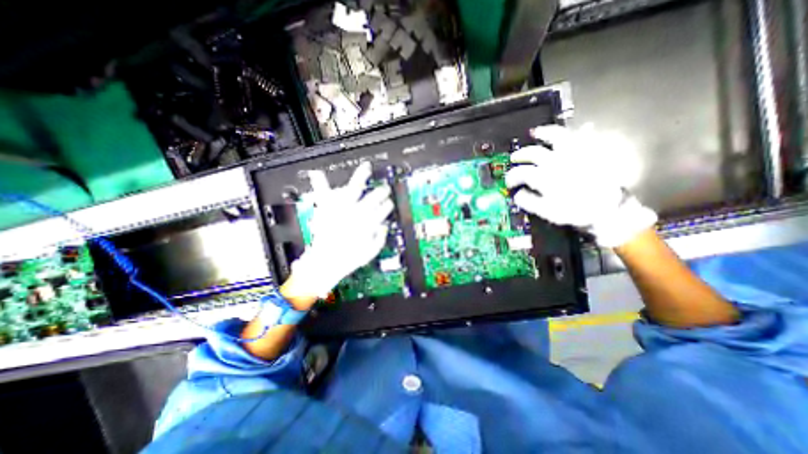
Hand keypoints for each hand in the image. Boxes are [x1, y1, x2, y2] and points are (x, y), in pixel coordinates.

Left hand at [283, 162, 394, 301]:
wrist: (327, 262)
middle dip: (381, 192)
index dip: (387, 204)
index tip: (389, 203)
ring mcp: (341, 207)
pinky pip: (323, 193)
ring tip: (366, 168)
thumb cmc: (349, 259)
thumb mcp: (371, 251)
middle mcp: (356, 211)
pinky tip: (317, 172)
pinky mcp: (327, 208)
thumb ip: (380, 237)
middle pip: (373, 196)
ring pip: (354, 187)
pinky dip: (320, 182)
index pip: (383, 208)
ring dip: (362, 177)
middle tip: (383, 189)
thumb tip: (384, 226)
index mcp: (368, 221)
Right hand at [504, 124, 655, 247]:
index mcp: (544, 176)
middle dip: (520, 155)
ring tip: (536, 132)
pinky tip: (583, 128)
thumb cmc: (574, 211)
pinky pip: (587, 137)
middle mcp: (556, 161)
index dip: (511, 177)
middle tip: (515, 158)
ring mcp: (574, 154)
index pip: (521, 172)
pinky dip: (584, 131)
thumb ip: (528, 202)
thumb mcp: (546, 212)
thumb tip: (517, 194)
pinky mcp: (591, 153)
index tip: (509, 183)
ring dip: (544, 133)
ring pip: (556, 136)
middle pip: (533, 152)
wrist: (609, 209)